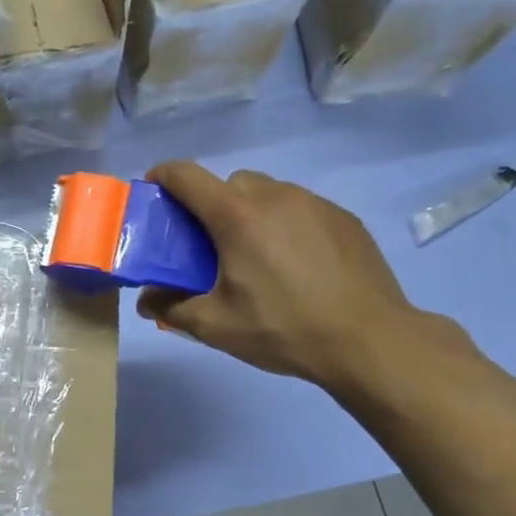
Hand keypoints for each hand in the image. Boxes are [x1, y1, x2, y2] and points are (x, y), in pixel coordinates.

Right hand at [137, 163, 443, 393]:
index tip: (154, 192)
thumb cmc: (283, 329)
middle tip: (210, 245)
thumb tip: (146, 299)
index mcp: (236, 215)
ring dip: (251, 214)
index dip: (163, 176)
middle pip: (229, 183)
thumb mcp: (216, 326)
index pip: (187, 175)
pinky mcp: (343, 217)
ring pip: (268, 193)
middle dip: (211, 205)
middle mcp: (275, 196)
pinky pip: (300, 208)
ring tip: (257, 257)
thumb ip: (172, 307)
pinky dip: (286, 225)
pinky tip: (296, 265)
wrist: (369, 340)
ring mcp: (315, 203)